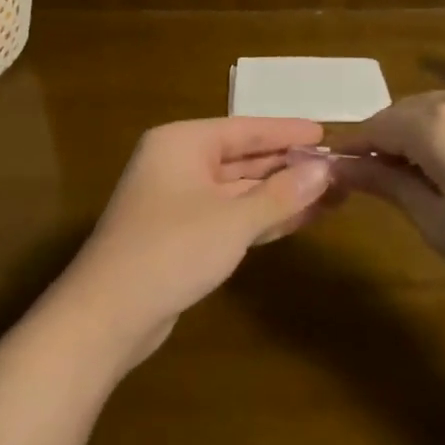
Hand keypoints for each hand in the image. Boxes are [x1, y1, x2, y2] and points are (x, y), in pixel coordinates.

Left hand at [58, 117, 333, 366]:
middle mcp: (179, 165)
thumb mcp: (233, 220)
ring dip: (281, 195)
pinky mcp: (182, 237)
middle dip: (289, 167)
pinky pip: (231, 217)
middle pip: (244, 159)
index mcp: (182, 143)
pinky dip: (263, 218)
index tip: (325, 134)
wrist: (107, 316)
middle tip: (337, 169)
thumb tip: (325, 171)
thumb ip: (281, 194)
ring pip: (240, 191)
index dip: (287, 132)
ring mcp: (179, 202)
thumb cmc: (170, 250)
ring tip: (330, 195)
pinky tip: (300, 220)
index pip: (246, 129)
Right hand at [338, 83, 444, 315]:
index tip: (338, 177)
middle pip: (404, 113)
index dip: (354, 151)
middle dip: (386, 143)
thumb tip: (342, 166)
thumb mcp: (436, 222)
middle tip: (379, 188)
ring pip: (435, 112)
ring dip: (417, 139)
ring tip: (421, 185)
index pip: (375, 125)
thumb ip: (387, 183)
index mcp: (436, 123)